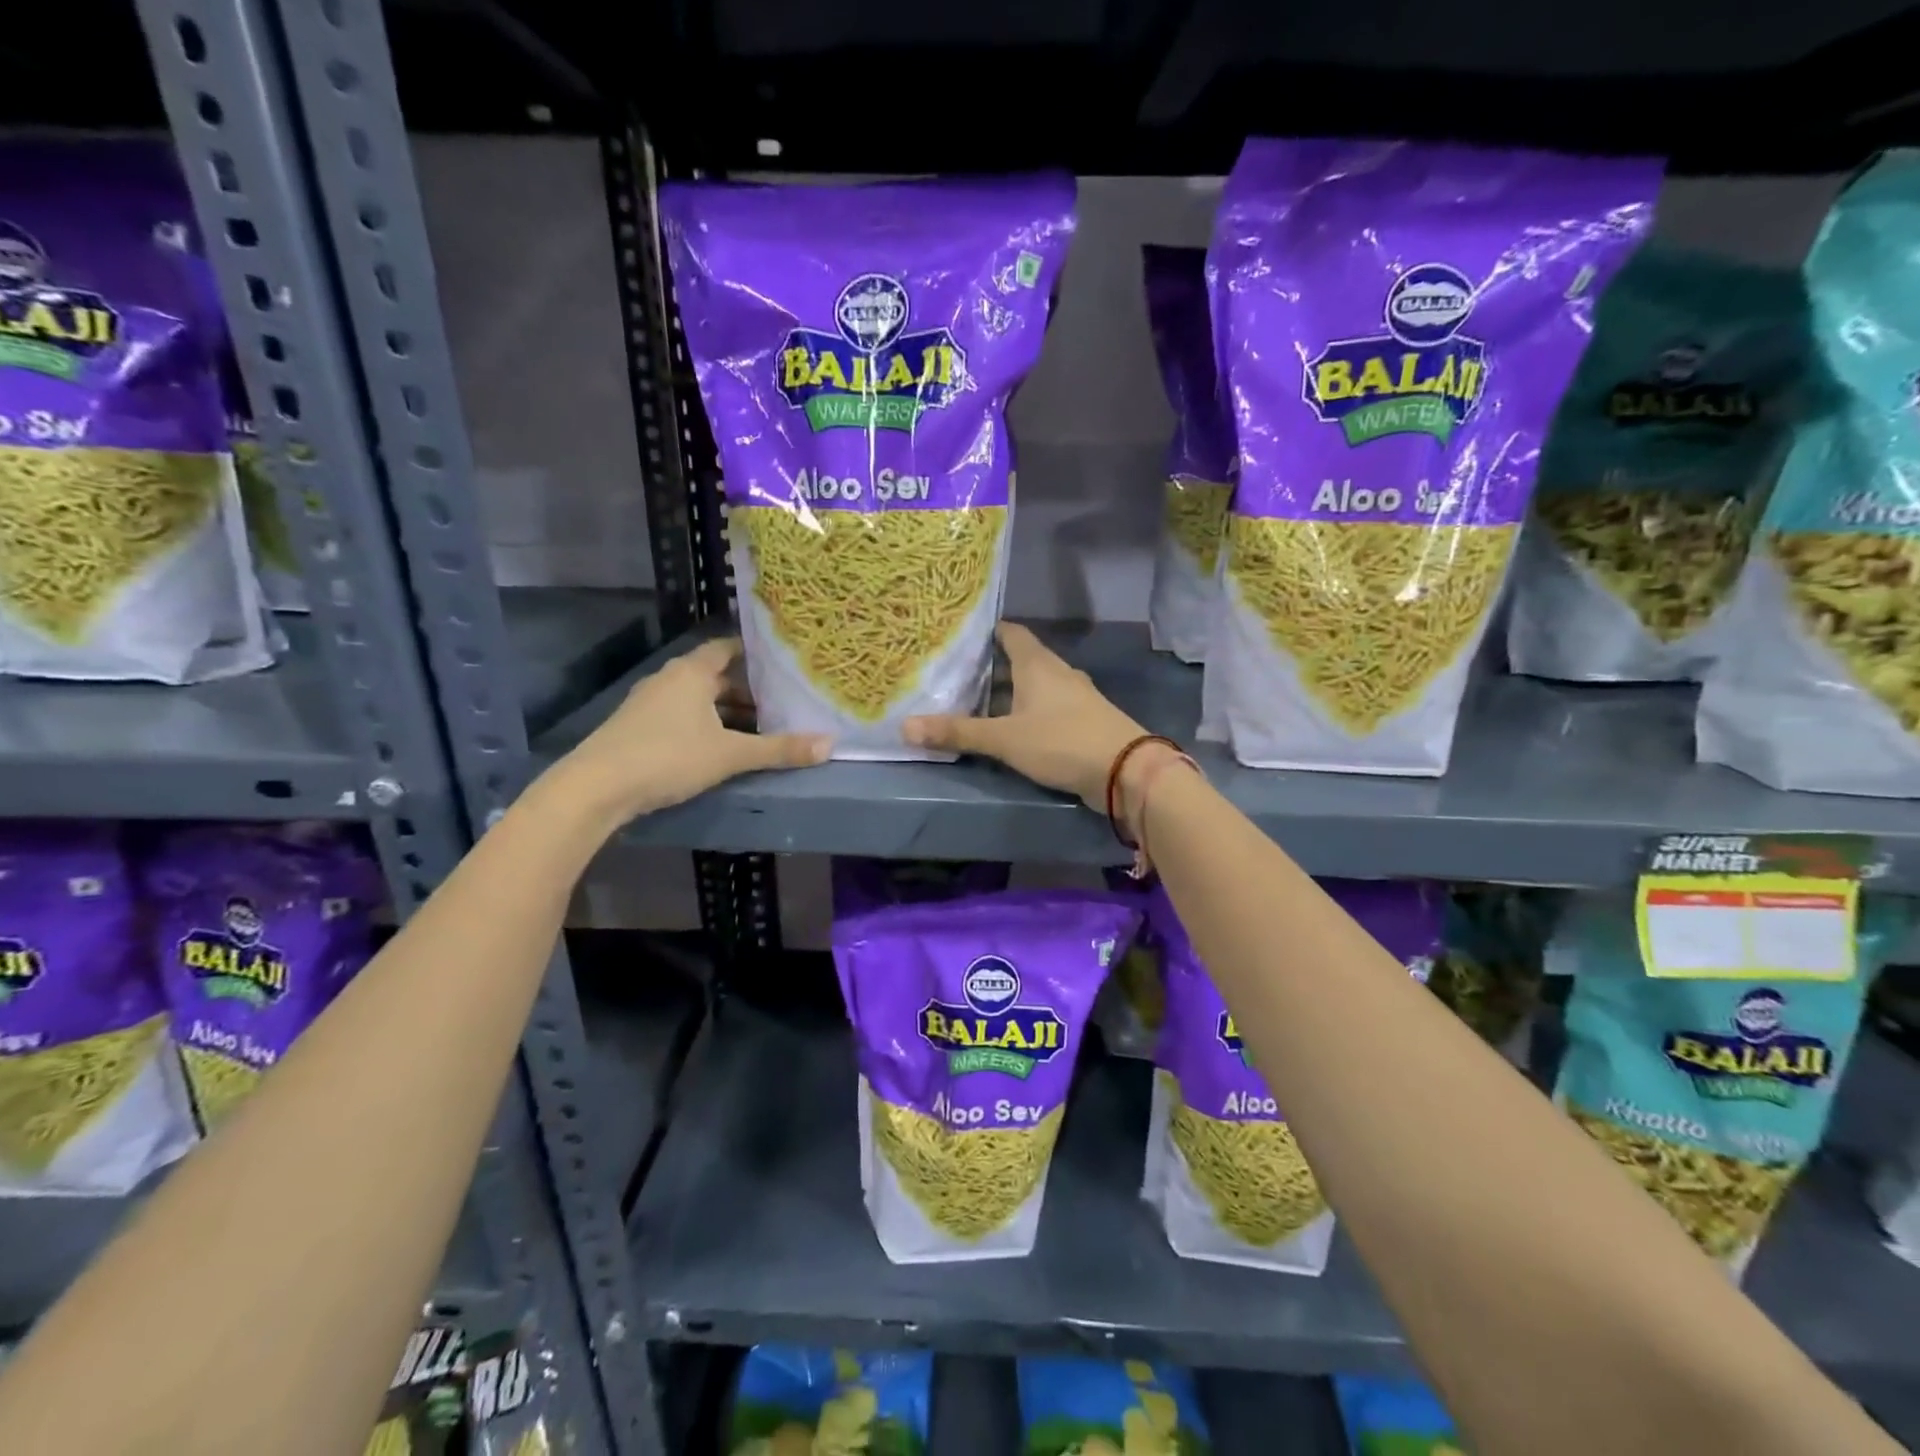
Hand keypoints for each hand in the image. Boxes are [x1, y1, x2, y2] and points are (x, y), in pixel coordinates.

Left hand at [564, 637, 829, 817]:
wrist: (596, 787)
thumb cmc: (668, 757)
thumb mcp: (730, 755)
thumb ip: (779, 749)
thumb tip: (831, 745)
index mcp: (692, 672)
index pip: (728, 648)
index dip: (755, 653)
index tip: (783, 662)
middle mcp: (670, 679)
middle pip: (715, 675)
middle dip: (747, 688)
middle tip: (782, 700)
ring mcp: (650, 702)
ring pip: (698, 697)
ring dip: (726, 709)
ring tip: (759, 725)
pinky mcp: (638, 725)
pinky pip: (682, 714)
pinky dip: (705, 722)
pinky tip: (720, 745)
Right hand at [905, 622, 1145, 807]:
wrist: (1125, 771)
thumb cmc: (1061, 741)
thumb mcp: (1004, 739)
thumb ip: (958, 732)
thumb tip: (904, 728)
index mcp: (1038, 664)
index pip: (1011, 633)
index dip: (987, 632)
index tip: (961, 636)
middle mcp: (1058, 673)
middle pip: (1021, 660)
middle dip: (992, 666)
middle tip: (957, 673)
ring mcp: (1075, 697)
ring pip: (1035, 686)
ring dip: (1010, 692)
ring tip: (977, 702)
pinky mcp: (1084, 721)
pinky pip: (1048, 708)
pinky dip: (1028, 712)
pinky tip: (1012, 728)